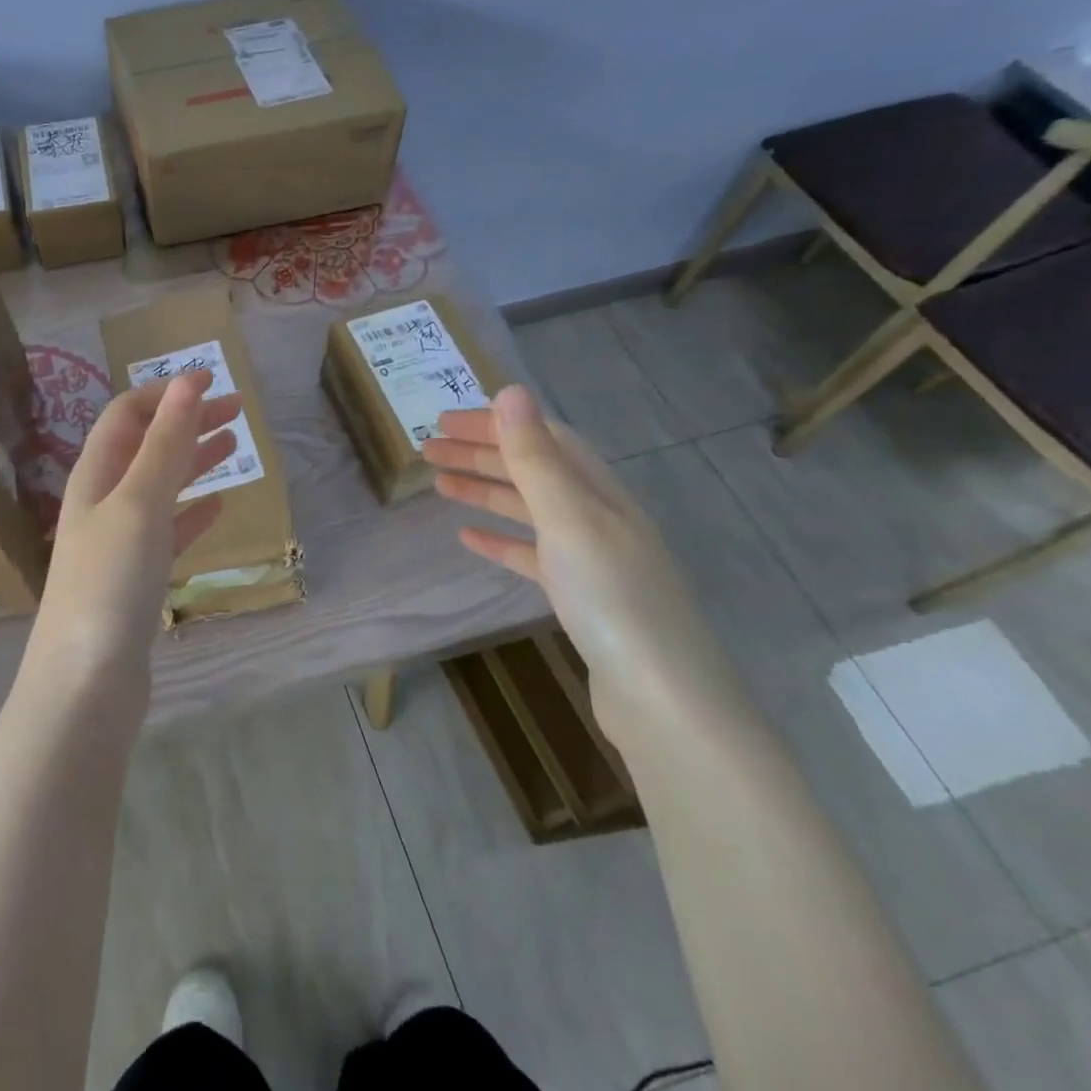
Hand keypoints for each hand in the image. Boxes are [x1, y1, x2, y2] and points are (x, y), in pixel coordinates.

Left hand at [29, 372, 240, 689]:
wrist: (85, 684)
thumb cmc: (109, 583)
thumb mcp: (139, 503)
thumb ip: (164, 444)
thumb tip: (185, 382)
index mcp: (95, 475)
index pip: (127, 414)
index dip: (167, 393)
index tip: (213, 381)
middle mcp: (102, 501)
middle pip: (146, 446)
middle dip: (187, 422)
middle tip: (236, 410)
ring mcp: (118, 542)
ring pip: (160, 487)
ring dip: (193, 461)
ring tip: (234, 445)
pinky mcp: (135, 580)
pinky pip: (168, 531)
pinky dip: (193, 512)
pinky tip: (218, 507)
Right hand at [422, 385, 742, 742]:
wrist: (663, 700)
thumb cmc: (611, 598)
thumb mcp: (568, 517)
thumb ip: (535, 457)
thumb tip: (510, 390)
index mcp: (599, 491)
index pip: (543, 437)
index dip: (494, 424)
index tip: (444, 420)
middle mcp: (598, 516)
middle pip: (533, 470)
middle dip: (481, 453)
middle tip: (427, 448)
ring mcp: (592, 559)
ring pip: (529, 510)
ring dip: (484, 491)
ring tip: (438, 485)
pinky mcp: (581, 598)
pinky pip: (532, 554)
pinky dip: (499, 540)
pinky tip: (469, 539)